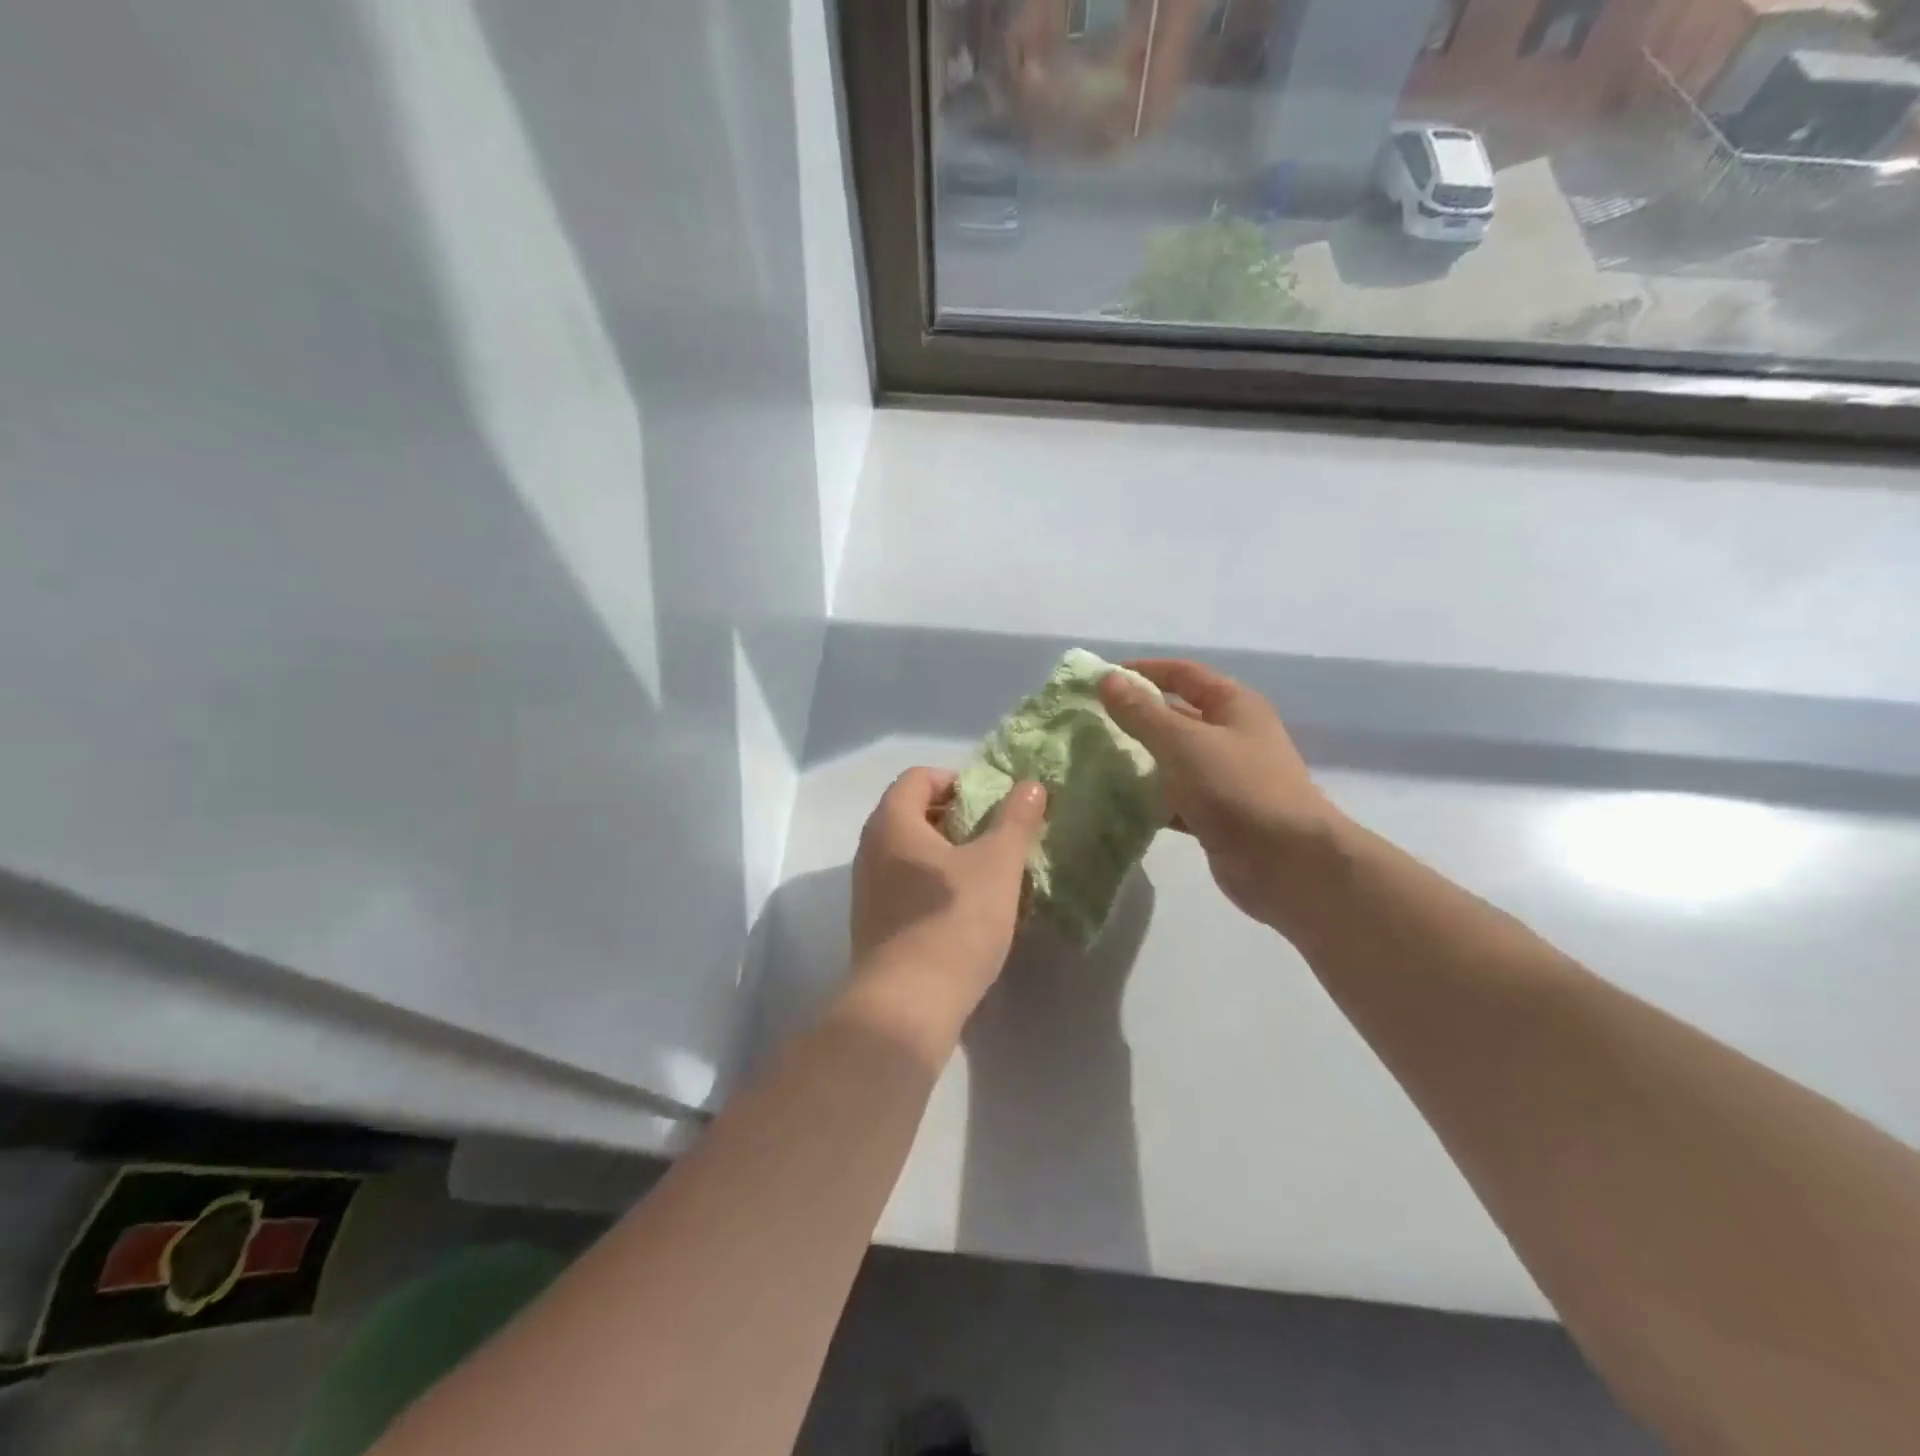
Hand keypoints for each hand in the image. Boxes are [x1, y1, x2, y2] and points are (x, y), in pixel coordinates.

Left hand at [847, 767, 1048, 1046]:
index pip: (917, 778)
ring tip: (984, 874)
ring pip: (908, 853)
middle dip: (954, 817)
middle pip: (910, 813)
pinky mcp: (873, 925)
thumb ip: (1015, 820)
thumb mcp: (997, 864)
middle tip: (993, 836)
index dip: (955, 780)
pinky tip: (963, 910)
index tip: (990, 803)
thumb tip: (1030, 785)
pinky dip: (932, 884)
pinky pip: (904, 886)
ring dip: (945, 854)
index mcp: (892, 823)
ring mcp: (867, 890)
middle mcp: (870, 850)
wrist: (908, 1005)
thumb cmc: (953, 921)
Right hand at [1099, 659, 1343, 931]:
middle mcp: (1231, 736)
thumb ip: (1142, 713)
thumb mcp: (1184, 743)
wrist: (1288, 864)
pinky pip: (1173, 798)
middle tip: (1087, 724)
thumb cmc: (1238, 789)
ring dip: (1137, 761)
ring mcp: (1224, 778)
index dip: (1142, 672)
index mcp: (1233, 706)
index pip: (1182, 674)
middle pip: (1174, 716)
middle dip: (1133, 718)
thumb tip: (1106, 679)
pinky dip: (1147, 799)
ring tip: (1090, 761)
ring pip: (1171, 760)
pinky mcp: (1215, 815)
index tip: (1100, 681)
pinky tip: (1114, 803)